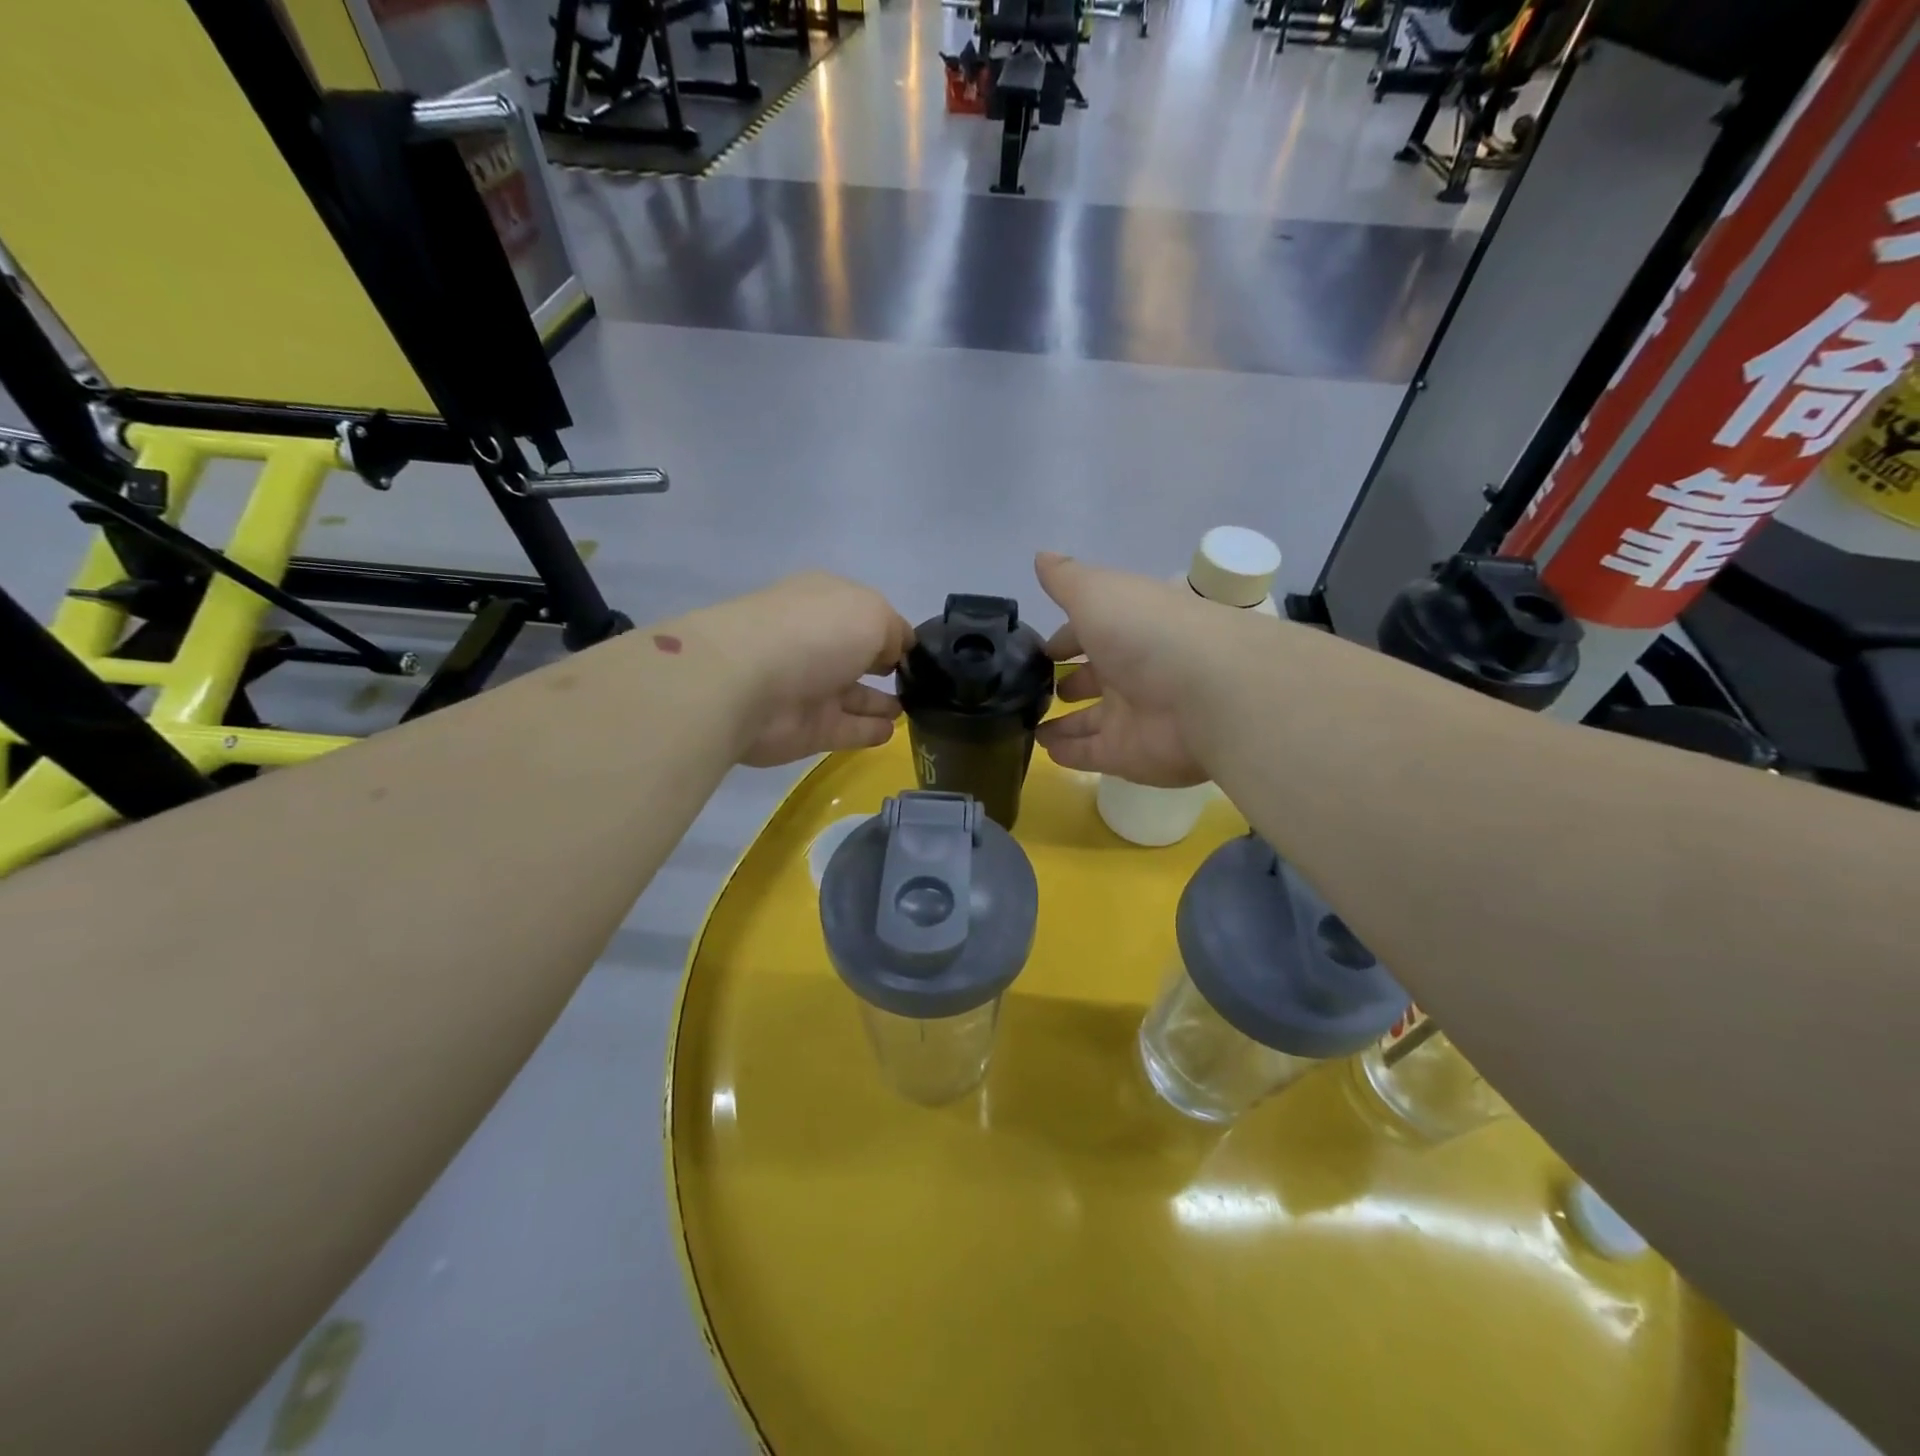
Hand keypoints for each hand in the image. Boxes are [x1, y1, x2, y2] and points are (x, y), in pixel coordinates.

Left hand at [687, 572, 913, 766]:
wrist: (746, 685)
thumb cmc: (814, 634)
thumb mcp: (871, 613)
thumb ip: (894, 631)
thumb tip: (897, 652)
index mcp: (825, 604)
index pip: (865, 615)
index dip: (893, 631)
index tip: (921, 651)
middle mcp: (815, 642)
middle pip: (857, 655)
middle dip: (885, 665)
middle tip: (921, 682)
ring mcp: (809, 688)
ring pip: (853, 695)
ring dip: (880, 701)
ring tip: (914, 709)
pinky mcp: (806, 729)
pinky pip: (847, 729)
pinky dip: (869, 730)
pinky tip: (892, 732)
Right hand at [1032, 552, 1243, 786]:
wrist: (1207, 692)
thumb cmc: (1147, 632)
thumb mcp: (1098, 591)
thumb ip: (1066, 579)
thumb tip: (1040, 556)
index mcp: (1127, 628)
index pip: (1091, 632)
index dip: (1065, 638)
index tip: (1040, 649)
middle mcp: (1132, 671)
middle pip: (1094, 678)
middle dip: (1068, 682)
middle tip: (1034, 691)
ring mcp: (1132, 716)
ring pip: (1090, 720)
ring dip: (1064, 723)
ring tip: (1030, 727)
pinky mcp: (1129, 755)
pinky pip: (1092, 754)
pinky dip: (1069, 754)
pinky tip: (1044, 750)